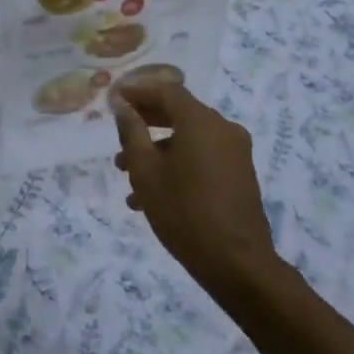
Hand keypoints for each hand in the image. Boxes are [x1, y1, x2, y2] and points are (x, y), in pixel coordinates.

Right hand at [111, 76, 277, 292]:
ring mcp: (235, 152)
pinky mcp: (239, 174)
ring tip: (126, 175)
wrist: (236, 262)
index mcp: (200, 121)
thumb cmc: (184, 212)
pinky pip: (202, 157)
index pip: (166, 90)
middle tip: (118, 132)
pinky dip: (177, 165)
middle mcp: (222, 128)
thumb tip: (123, 106)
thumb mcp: (146, 172)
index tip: (114, 97)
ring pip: (188, 139)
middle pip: (179, 112)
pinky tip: (151, 196)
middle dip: (146, 121)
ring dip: (157, 150)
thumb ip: (132, 133)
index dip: (138, 90)